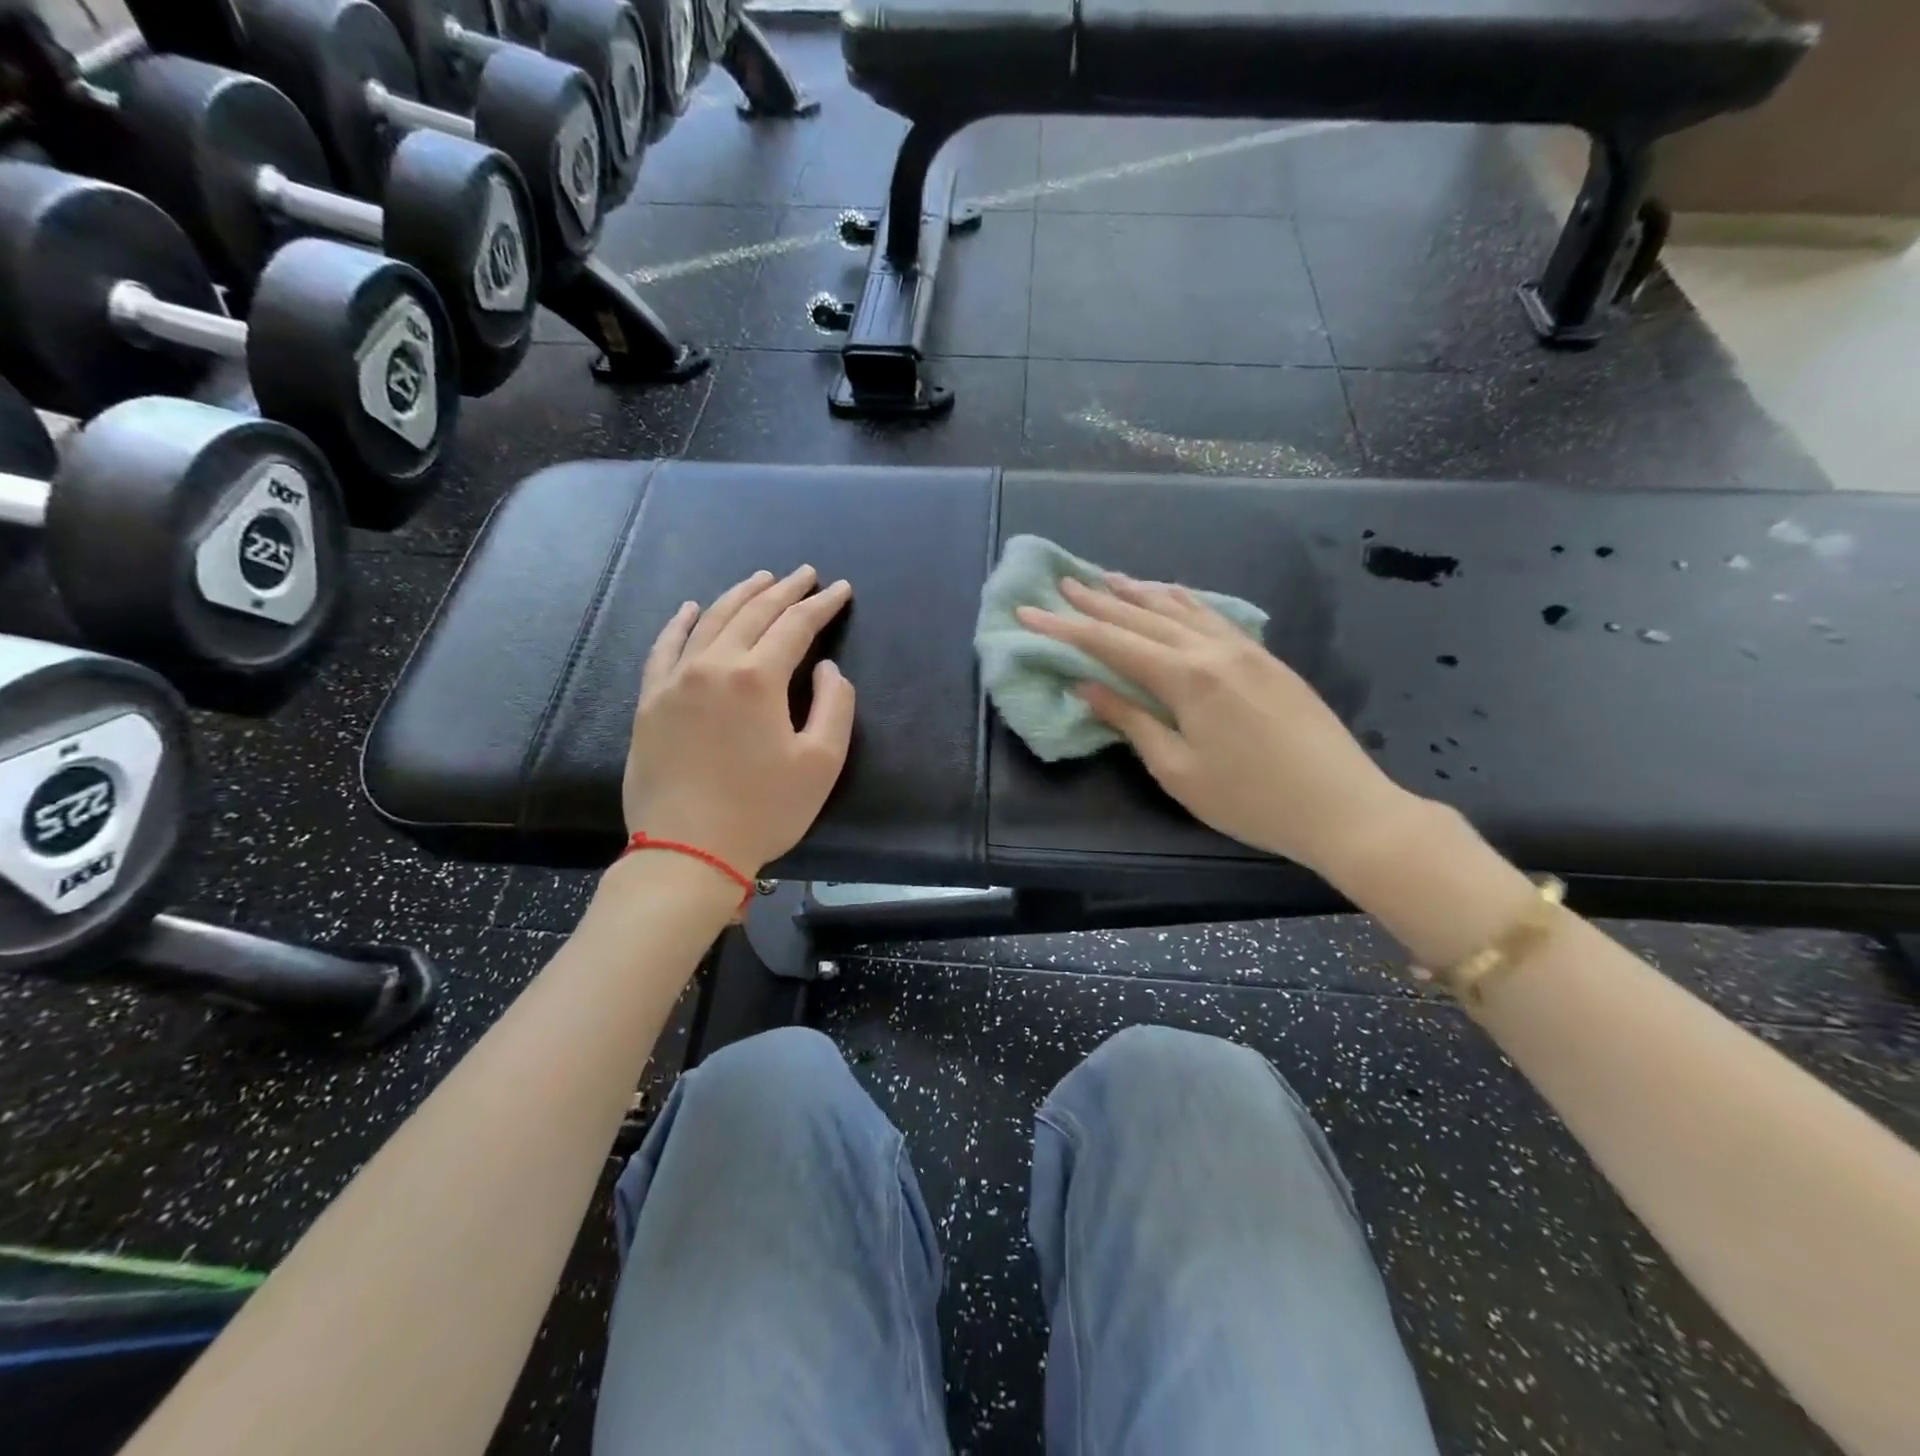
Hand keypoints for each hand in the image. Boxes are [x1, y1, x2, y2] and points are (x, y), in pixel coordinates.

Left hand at [623, 567, 854, 876]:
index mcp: (757, 678)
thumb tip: (824, 669)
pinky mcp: (650, 701)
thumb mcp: (821, 763)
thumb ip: (833, 706)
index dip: (822, 605)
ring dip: (739, 595)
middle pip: (753, 613)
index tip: (841, 589)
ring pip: (709, 620)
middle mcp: (713, 665)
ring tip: (761, 579)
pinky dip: (679, 623)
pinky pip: (664, 647)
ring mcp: (675, 680)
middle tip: (806, 574)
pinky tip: (689, 608)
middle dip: (784, 589)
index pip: (795, 625)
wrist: (687, 852)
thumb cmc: (763, 811)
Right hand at [1017, 574, 1413, 875]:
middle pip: (1142, 617)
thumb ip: (1132, 722)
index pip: (1111, 644)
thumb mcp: (1179, 771)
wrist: (1343, 806)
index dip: (1065, 628)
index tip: (1028, 613)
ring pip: (1179, 608)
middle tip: (1061, 585)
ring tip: (1106, 578)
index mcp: (1186, 679)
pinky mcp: (1265, 658)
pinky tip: (1170, 594)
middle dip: (1097, 603)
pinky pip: (1212, 615)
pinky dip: (1182, 601)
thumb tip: (1088, 687)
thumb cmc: (1251, 801)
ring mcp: (1244, 649)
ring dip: (1138, 593)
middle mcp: (1212, 650)